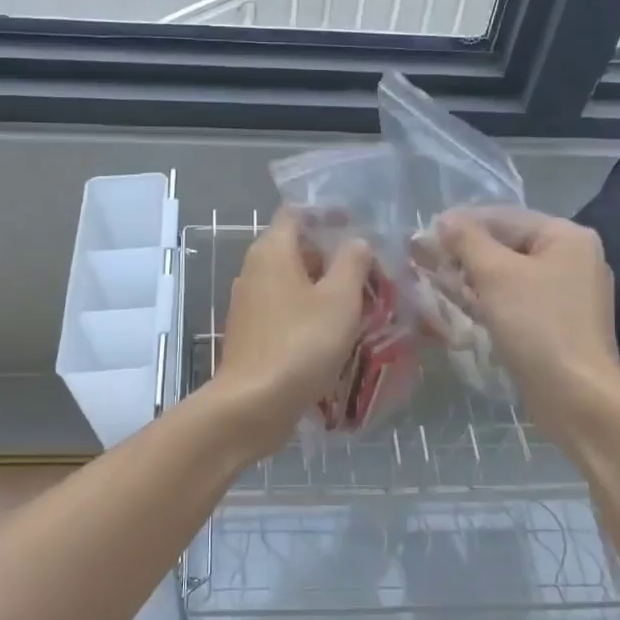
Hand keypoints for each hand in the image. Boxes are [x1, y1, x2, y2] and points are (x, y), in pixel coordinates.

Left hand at [211, 211, 371, 455]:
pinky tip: (336, 333)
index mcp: (272, 251)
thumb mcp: (339, 299)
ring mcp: (249, 304)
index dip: (327, 216)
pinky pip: (286, 311)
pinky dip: (310, 314)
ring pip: (293, 284)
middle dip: (333, 257)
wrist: (254, 404)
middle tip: (370, 271)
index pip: (296, 215)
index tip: (358, 228)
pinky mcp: (252, 334)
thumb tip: (356, 241)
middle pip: (296, 250)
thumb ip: (351, 263)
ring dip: (324, 289)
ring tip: (361, 303)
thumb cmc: (301, 343)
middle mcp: (254, 270)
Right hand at [436, 208, 619, 445]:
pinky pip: (515, 301)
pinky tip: (458, 304)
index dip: (461, 223)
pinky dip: (487, 300)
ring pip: (508, 276)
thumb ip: (467, 241)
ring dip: (471, 277)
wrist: (576, 397)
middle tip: (422, 259)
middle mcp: (572, 259)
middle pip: (507, 245)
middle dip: (464, 253)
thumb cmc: (537, 326)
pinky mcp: (556, 325)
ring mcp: (566, 294)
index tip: (423, 234)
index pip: (504, 217)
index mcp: (566, 237)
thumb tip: (444, 219)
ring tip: (432, 280)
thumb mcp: (495, 275)